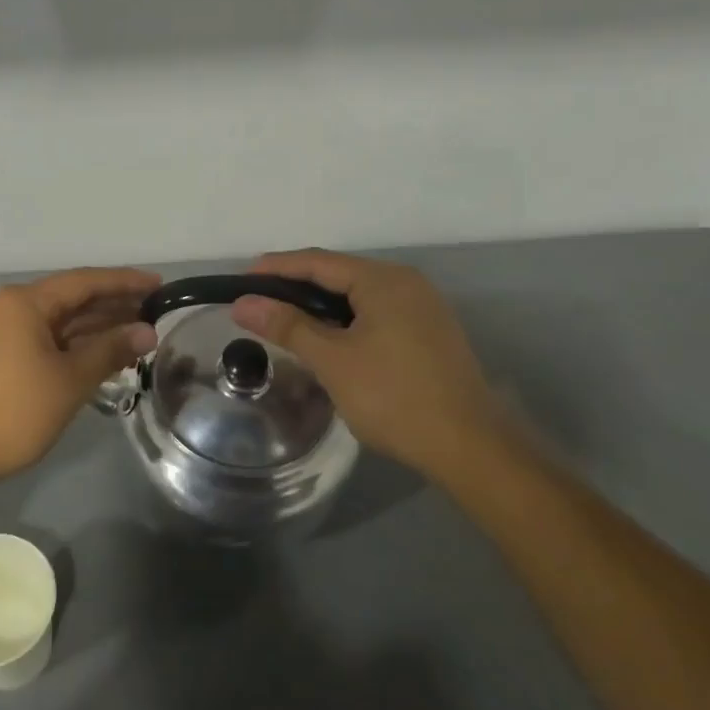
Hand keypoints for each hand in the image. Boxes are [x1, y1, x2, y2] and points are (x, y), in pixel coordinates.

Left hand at [0, 267, 159, 486]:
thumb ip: (110, 350)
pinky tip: (107, 355)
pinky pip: (50, 340)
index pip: (85, 281)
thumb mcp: (69, 380)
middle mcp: (13, 308)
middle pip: (73, 298)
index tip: (160, 284)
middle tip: (157, 313)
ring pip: (62, 322)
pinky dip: (78, 346)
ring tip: (141, 335)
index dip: (125, 282)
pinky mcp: (4, 356)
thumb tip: (148, 332)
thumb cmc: (14, 412)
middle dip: (115, 306)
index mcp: (25, 302)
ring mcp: (6, 332)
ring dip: (99, 328)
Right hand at [231, 249, 505, 478]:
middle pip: (339, 274)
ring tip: (285, 322)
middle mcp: (407, 283)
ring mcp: (423, 308)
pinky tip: (328, 341)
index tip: (240, 281)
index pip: (317, 262)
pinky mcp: (430, 334)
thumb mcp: (332, 360)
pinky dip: (345, 321)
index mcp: (384, 280)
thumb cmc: (393, 397)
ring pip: (358, 296)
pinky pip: (376, 314)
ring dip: (319, 306)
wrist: (469, 447)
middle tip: (258, 304)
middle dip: (295, 286)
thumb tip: (243, 302)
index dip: (275, 268)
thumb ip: (287, 326)